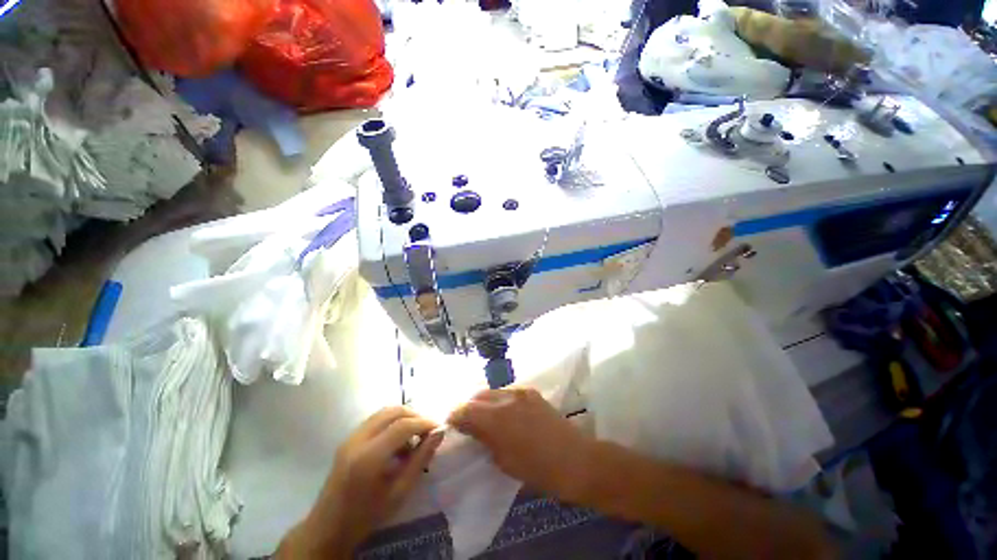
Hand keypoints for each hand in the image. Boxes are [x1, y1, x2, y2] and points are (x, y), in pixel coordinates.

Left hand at [278, 407, 443, 558]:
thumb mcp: (399, 492)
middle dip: (415, 415)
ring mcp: (350, 437)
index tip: (439, 428)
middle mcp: (357, 440)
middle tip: (428, 429)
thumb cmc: (367, 515)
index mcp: (369, 457)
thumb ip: (421, 459)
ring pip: (383, 412)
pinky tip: (398, 441)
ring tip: (415, 434)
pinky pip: (375, 420)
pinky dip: (391, 422)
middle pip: (392, 412)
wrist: (329, 527)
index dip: (424, 423)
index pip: (402, 426)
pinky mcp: (348, 438)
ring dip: (403, 417)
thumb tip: (439, 433)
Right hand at [448, 387, 592, 501]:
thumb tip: (470, 428)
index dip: (455, 415)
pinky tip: (504, 413)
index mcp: (497, 418)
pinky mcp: (532, 392)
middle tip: (467, 422)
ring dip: (484, 402)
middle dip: (469, 407)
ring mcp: (521, 392)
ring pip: (493, 391)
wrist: (575, 459)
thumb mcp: (504, 461)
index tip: (451, 423)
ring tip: (485, 417)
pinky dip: (500, 400)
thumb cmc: (537, 469)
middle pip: (478, 395)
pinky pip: (509, 392)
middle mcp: (506, 398)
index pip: (466, 409)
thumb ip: (484, 439)